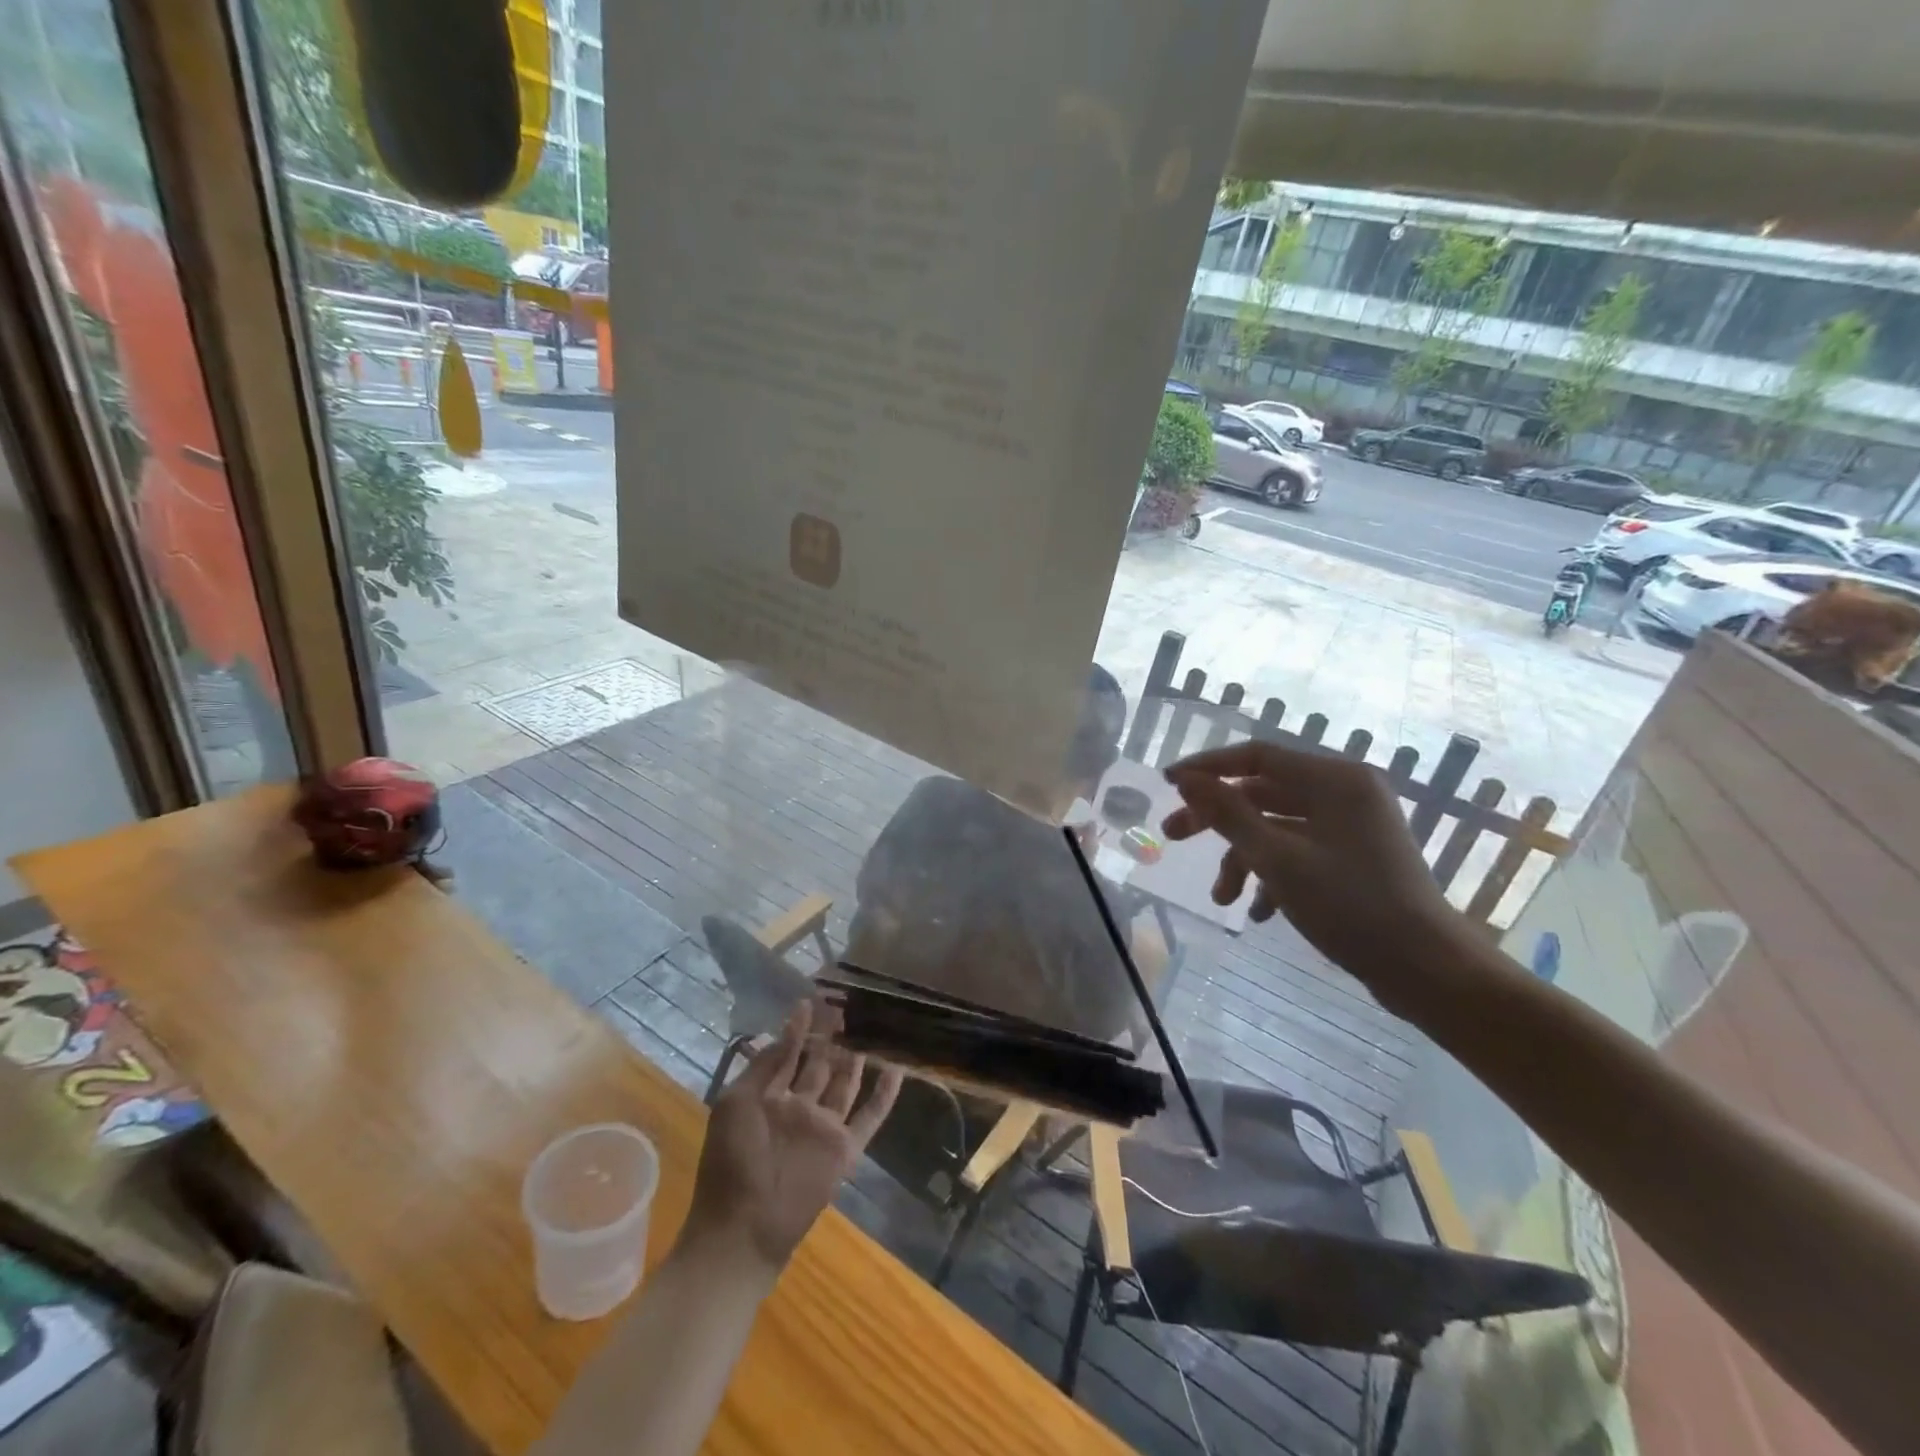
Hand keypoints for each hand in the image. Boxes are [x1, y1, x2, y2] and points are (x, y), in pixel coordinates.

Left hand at [684, 1001, 902, 1276]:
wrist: (741, 1230)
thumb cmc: (729, 1163)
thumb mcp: (735, 1103)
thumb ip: (762, 1068)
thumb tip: (783, 1031)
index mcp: (770, 1097)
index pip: (790, 1053)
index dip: (802, 1027)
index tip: (816, 999)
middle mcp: (800, 1106)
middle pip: (821, 1064)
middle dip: (833, 1036)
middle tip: (848, 1006)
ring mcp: (824, 1127)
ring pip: (846, 1083)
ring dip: (857, 1057)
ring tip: (871, 1026)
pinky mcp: (844, 1149)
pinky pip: (870, 1117)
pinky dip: (885, 1095)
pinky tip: (897, 1068)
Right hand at [1162, 741, 1472, 1014]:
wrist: (1427, 970)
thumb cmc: (1351, 906)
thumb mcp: (1277, 859)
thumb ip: (1227, 814)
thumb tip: (1187, 780)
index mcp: (1334, 780)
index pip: (1257, 756)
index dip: (1207, 768)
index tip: (1167, 783)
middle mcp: (1344, 793)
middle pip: (1262, 793)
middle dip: (1216, 818)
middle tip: (1171, 835)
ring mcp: (1351, 826)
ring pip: (1277, 828)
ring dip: (1243, 858)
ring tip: (1221, 898)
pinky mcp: (1353, 857)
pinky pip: (1299, 852)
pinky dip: (1273, 875)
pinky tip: (1259, 912)